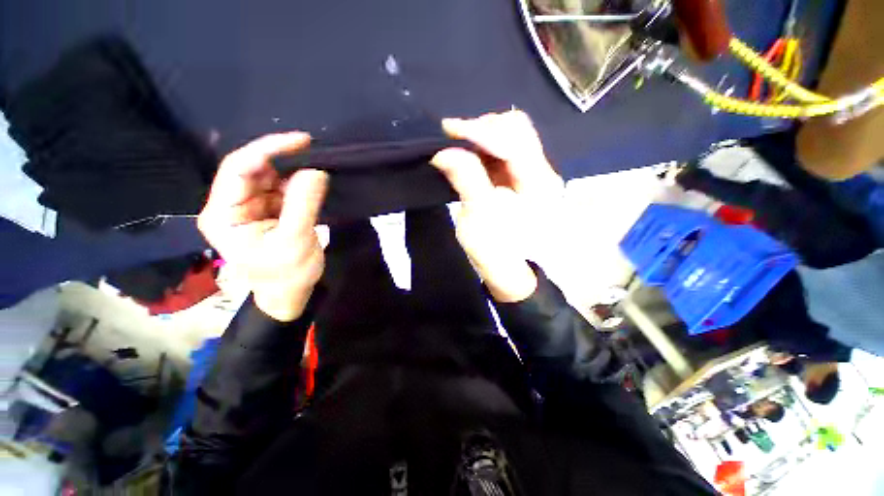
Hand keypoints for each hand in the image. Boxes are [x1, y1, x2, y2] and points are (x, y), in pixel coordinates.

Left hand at [198, 132, 328, 321]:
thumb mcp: (295, 241)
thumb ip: (303, 204)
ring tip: (318, 166)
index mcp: (224, 214)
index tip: (301, 141)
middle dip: (282, 159)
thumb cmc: (288, 274)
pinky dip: (299, 182)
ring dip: (293, 170)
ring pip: (270, 177)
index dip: (267, 150)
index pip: (238, 170)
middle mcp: (232, 205)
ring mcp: (251, 207)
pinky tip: (313, 181)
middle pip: (253, 169)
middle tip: (314, 151)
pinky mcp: (269, 210)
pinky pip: (282, 188)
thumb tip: (316, 170)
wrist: (291, 293)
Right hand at [432, 110, 563, 301]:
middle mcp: (542, 172)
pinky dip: (484, 149)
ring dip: (482, 137)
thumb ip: (466, 180)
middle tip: (454, 138)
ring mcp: (532, 174)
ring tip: (458, 146)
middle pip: (517, 129)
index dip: (480, 130)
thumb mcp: (478, 217)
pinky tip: (469, 156)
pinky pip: (503, 152)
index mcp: (538, 182)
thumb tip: (443, 152)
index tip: (448, 130)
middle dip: (483, 128)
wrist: (508, 272)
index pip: (513, 138)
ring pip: (510, 137)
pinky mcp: (521, 180)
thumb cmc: (496, 251)